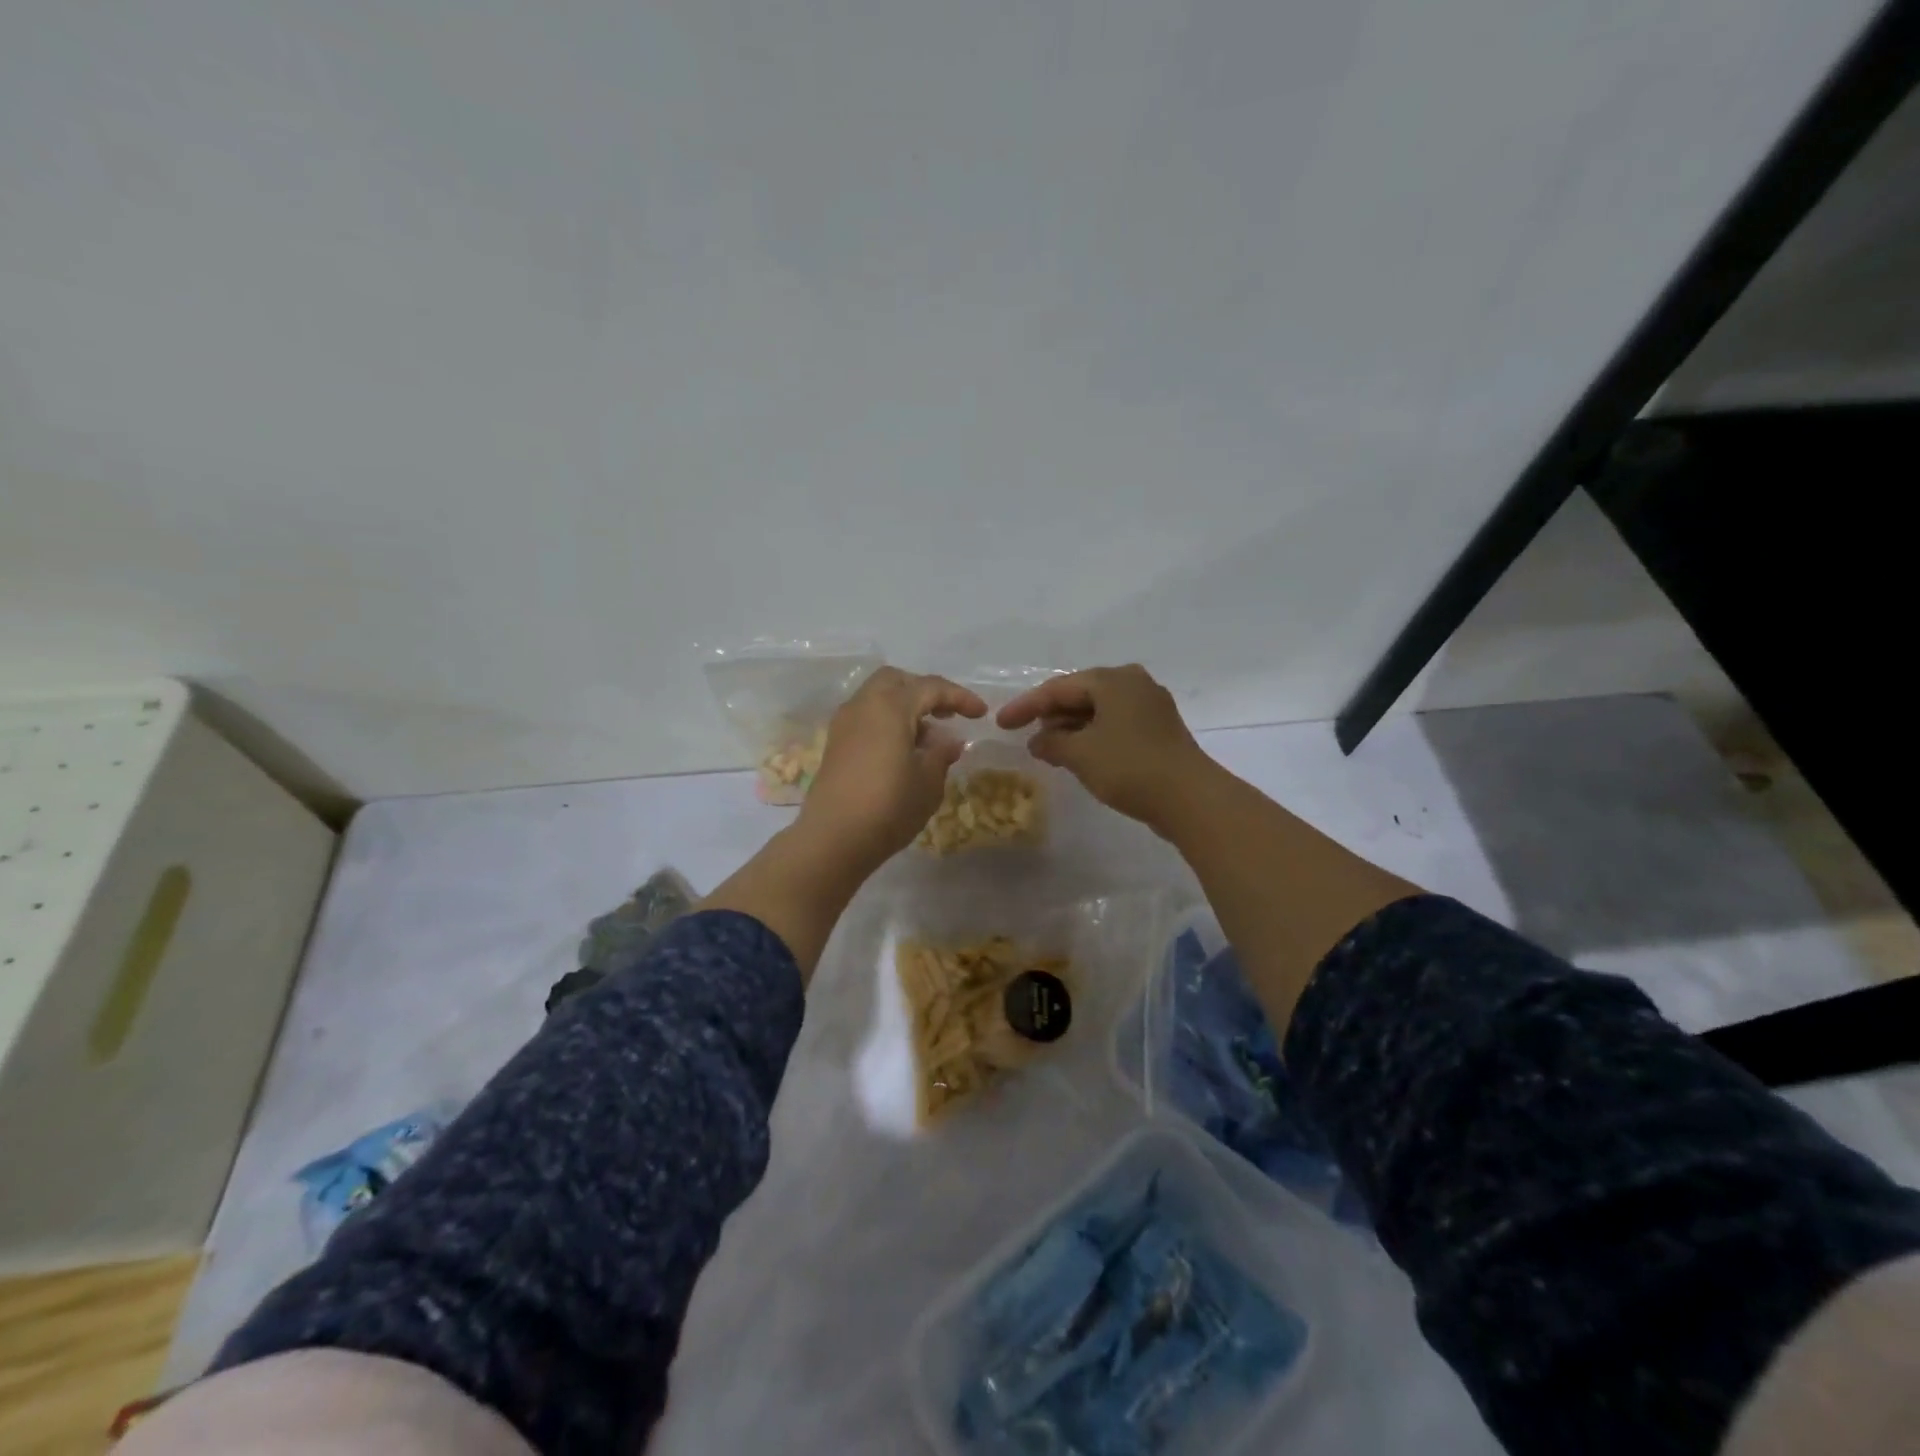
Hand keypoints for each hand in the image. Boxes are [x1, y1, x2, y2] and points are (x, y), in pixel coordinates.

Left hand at [797, 667, 987, 871]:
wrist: (833, 839)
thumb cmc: (888, 806)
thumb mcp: (928, 782)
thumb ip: (942, 755)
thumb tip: (950, 741)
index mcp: (890, 706)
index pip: (931, 688)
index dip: (960, 697)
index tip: (981, 713)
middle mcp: (863, 705)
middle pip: (897, 681)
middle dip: (925, 691)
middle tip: (947, 714)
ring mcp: (844, 724)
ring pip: (878, 697)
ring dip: (905, 707)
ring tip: (928, 740)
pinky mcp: (835, 744)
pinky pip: (866, 717)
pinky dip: (887, 722)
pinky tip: (903, 751)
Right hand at [996, 665, 1212, 832]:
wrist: (1190, 798)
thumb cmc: (1129, 767)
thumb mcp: (1080, 754)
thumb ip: (1052, 743)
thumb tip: (1038, 741)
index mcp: (1112, 680)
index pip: (1058, 688)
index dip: (1026, 706)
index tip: (1001, 724)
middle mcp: (1133, 683)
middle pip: (1080, 694)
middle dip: (1050, 716)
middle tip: (1024, 734)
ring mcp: (1150, 705)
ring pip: (1099, 710)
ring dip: (1071, 728)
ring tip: (1048, 748)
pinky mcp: (1159, 729)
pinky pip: (1115, 724)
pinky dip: (1093, 736)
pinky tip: (1079, 755)